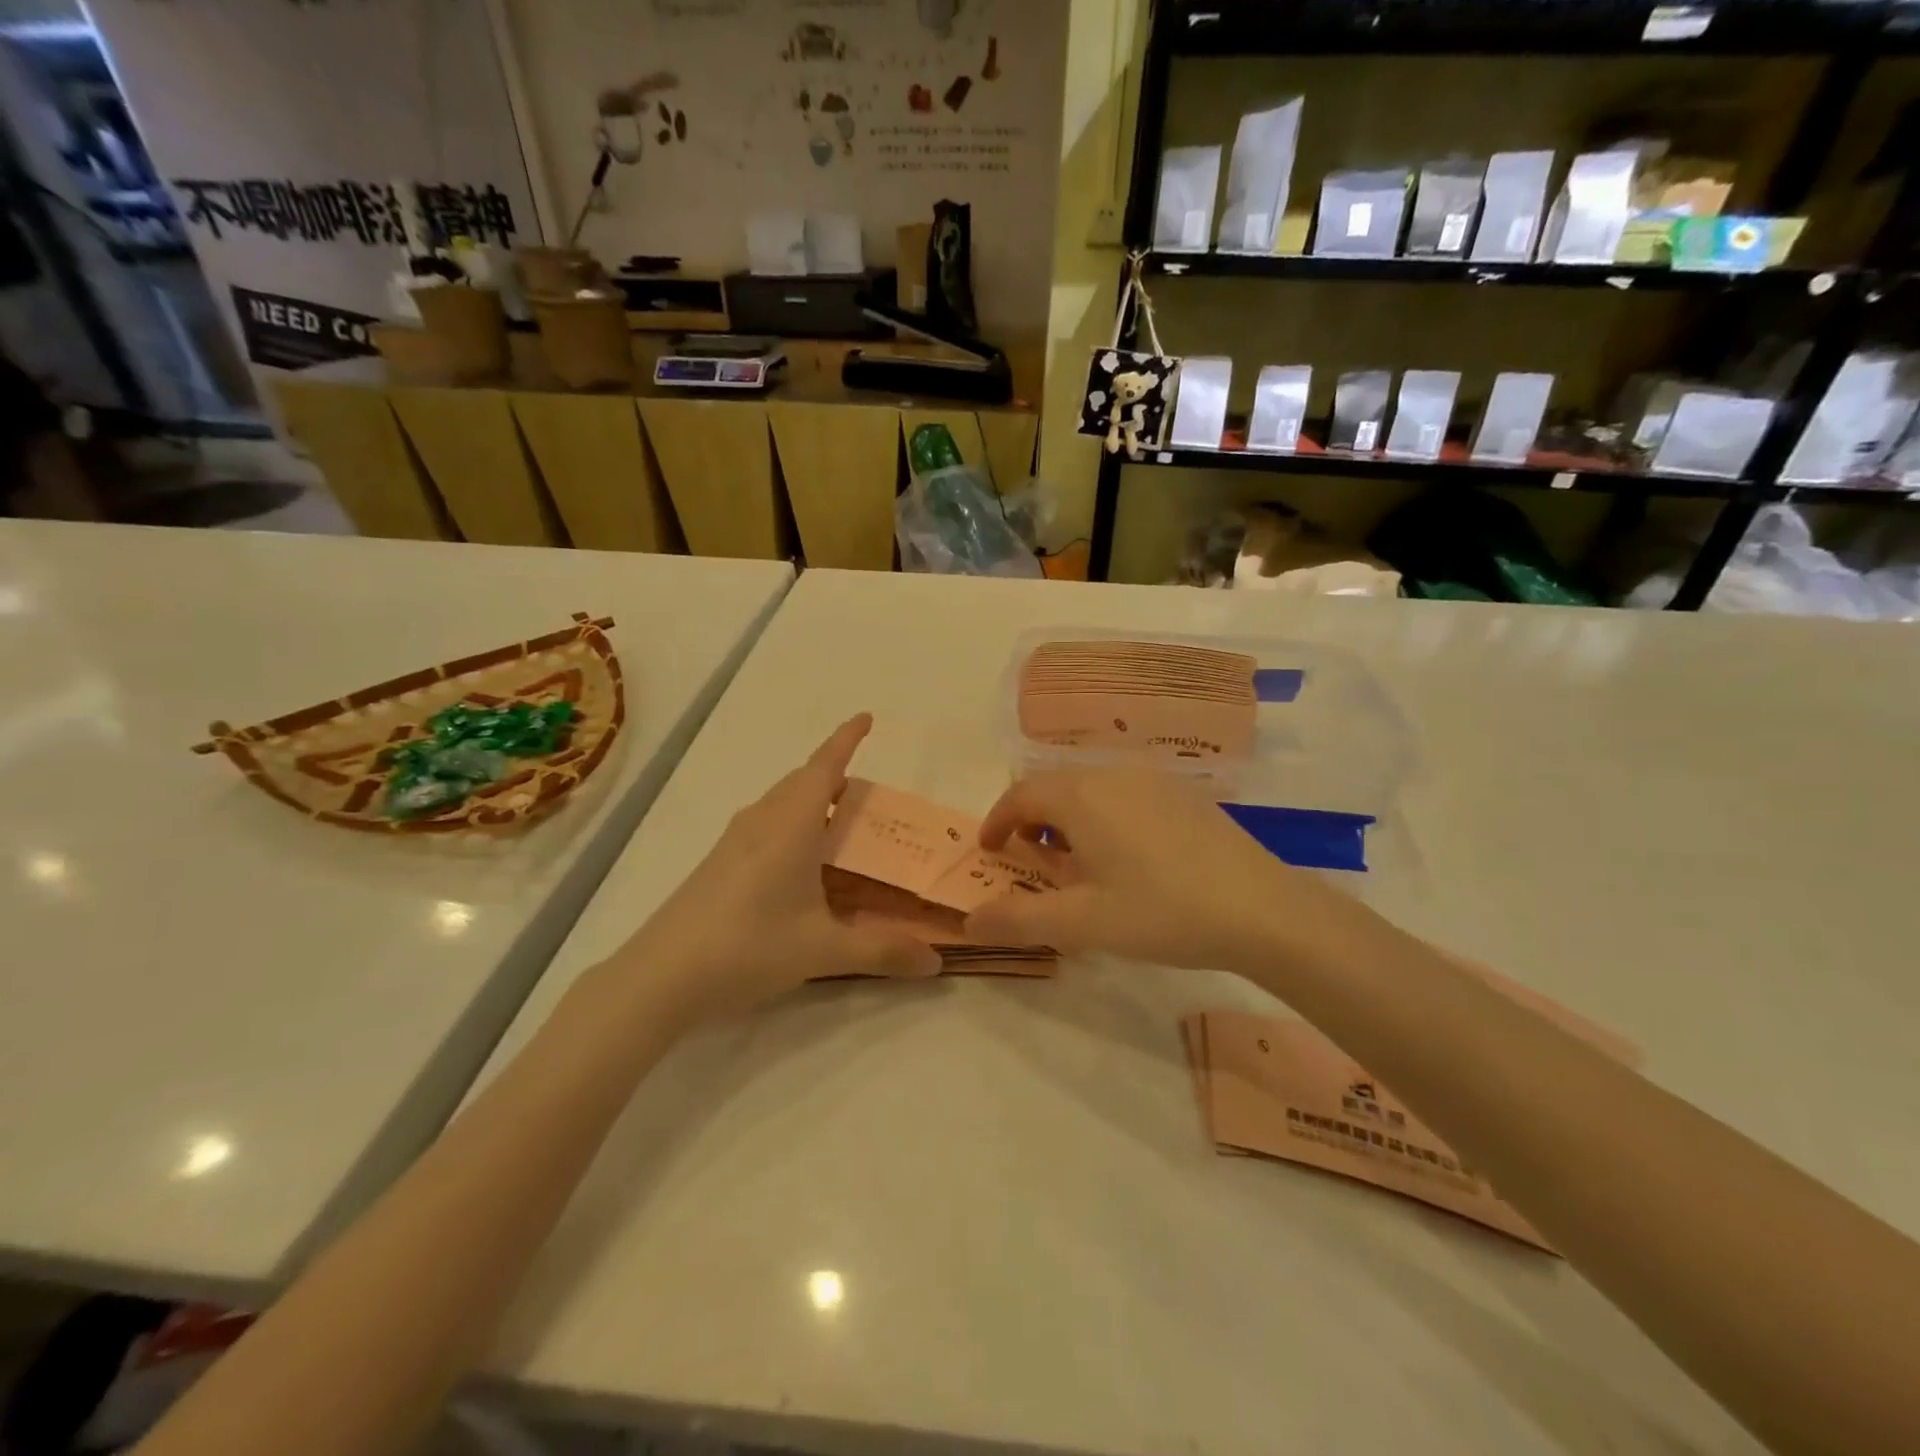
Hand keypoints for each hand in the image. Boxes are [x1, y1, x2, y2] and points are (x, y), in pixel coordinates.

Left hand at [617, 714, 939, 1018]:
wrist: (661, 976)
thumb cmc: (748, 946)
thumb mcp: (822, 949)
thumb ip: (882, 950)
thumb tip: (936, 962)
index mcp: (791, 824)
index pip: (824, 766)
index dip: (846, 739)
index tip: (867, 717)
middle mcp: (762, 820)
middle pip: (803, 781)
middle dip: (835, 775)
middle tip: (870, 797)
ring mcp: (735, 841)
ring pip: (782, 803)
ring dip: (812, 802)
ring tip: (842, 828)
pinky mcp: (720, 863)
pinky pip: (767, 825)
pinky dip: (793, 826)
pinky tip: (802, 866)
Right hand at [963, 768, 1355, 972]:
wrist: (1261, 908)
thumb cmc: (1161, 911)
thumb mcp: (1082, 923)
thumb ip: (1018, 920)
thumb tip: (968, 921)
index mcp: (1080, 796)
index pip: (1020, 795)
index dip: (997, 820)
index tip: (989, 850)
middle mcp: (1111, 774)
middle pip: (1053, 785)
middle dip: (1030, 819)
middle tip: (1028, 859)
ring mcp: (1152, 780)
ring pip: (1089, 787)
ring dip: (1067, 817)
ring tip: (1074, 861)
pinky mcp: (1182, 793)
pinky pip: (1123, 793)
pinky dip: (1102, 815)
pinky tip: (1124, 855)